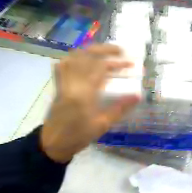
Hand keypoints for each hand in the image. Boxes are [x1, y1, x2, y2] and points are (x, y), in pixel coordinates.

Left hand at [40, 43, 139, 162]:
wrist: (53, 143)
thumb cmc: (80, 136)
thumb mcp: (103, 124)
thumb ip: (120, 109)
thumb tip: (137, 96)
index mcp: (84, 94)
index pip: (101, 68)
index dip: (117, 63)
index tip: (130, 64)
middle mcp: (72, 83)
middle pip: (86, 56)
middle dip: (104, 50)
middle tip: (120, 50)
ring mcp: (63, 82)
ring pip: (74, 57)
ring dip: (90, 51)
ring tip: (104, 52)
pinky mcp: (58, 85)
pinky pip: (64, 64)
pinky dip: (75, 57)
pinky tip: (83, 60)